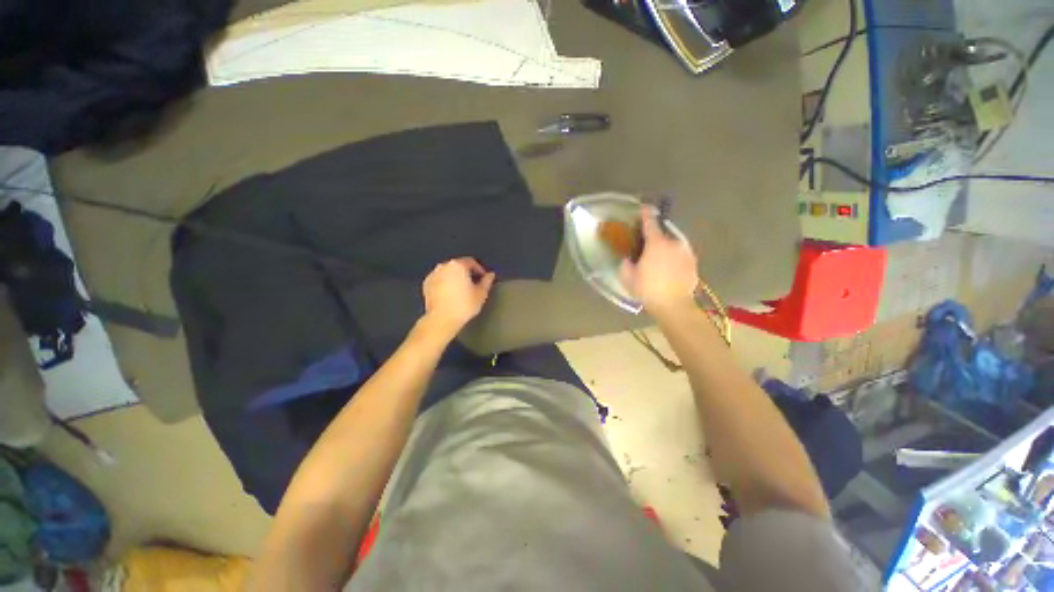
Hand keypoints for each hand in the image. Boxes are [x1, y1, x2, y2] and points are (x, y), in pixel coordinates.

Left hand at [421, 257, 495, 337]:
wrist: (441, 319)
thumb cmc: (464, 305)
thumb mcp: (481, 294)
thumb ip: (487, 281)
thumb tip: (490, 275)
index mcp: (458, 265)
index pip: (471, 262)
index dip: (479, 269)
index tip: (483, 278)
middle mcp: (444, 266)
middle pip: (458, 265)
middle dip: (466, 273)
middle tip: (473, 284)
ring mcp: (433, 274)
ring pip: (448, 272)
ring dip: (455, 277)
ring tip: (461, 289)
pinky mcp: (426, 284)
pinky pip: (439, 279)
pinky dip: (445, 283)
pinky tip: (450, 294)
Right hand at [620, 208, 699, 316]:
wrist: (673, 305)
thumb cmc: (648, 289)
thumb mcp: (627, 277)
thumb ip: (625, 263)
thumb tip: (627, 258)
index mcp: (656, 243)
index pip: (650, 223)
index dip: (646, 214)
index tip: (644, 207)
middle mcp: (674, 243)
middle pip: (663, 234)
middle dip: (655, 237)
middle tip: (647, 246)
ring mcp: (686, 252)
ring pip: (673, 244)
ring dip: (665, 247)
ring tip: (658, 259)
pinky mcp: (693, 262)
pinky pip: (680, 254)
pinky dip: (674, 257)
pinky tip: (668, 268)